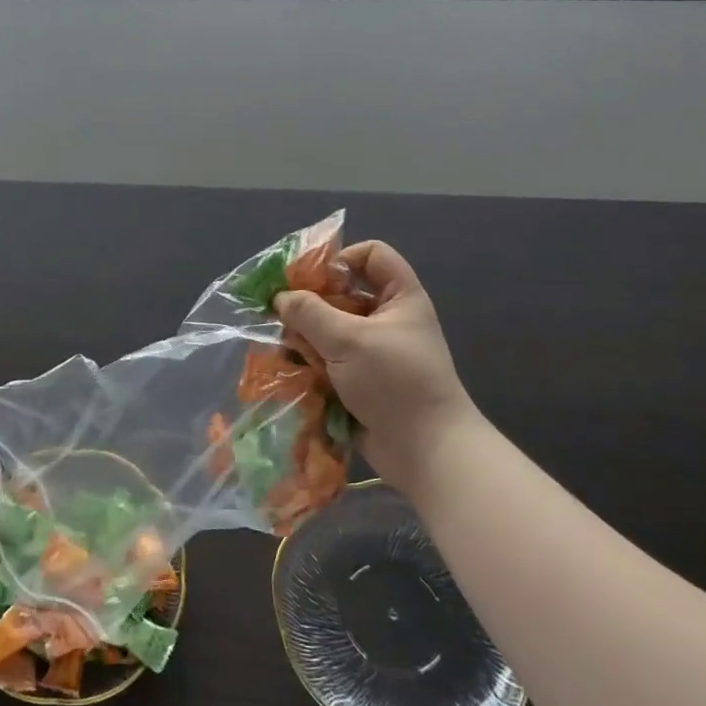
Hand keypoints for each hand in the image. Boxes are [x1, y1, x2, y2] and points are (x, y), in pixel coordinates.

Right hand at [274, 242, 483, 493]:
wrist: (426, 451)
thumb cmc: (395, 382)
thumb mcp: (349, 340)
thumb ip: (309, 313)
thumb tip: (280, 298)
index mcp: (399, 297)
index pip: (372, 255)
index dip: (342, 258)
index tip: (312, 280)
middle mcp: (387, 319)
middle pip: (341, 293)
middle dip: (310, 303)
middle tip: (282, 314)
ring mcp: (372, 351)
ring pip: (328, 329)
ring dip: (305, 336)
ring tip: (285, 348)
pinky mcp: (358, 380)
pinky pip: (327, 360)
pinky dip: (309, 362)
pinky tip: (290, 369)